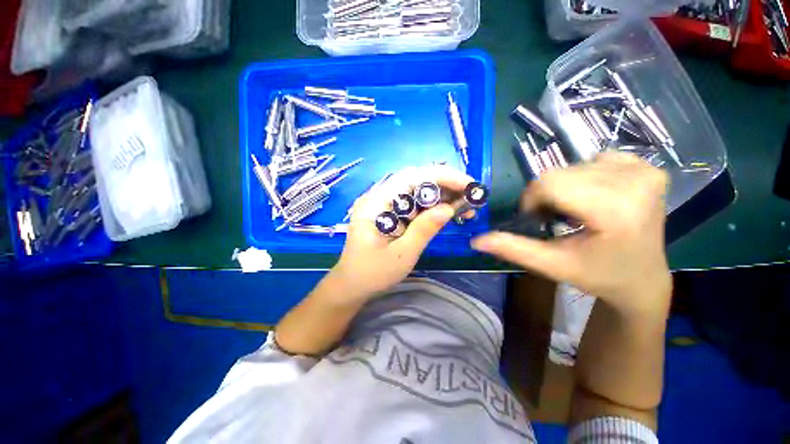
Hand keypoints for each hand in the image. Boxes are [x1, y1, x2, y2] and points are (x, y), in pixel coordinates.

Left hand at [332, 165, 474, 298]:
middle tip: (470, 196)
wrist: (352, 284)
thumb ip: (424, 230)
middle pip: (415, 179)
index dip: (442, 176)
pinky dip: (431, 205)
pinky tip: (445, 212)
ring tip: (464, 207)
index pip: (411, 177)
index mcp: (376, 202)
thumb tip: (448, 208)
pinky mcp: (389, 212)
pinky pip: (412, 202)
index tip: (468, 185)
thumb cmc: (372, 273)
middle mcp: (378, 196)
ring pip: (416, 190)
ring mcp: (383, 203)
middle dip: (445, 184)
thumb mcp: (402, 254)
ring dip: (441, 195)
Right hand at [472, 152, 671, 316]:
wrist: (642, 278)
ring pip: (572, 165)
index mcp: (615, 210)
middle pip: (559, 173)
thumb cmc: (598, 275)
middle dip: (546, 195)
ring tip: (575, 210)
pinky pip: (596, 160)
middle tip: (556, 219)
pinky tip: (594, 197)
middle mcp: (635, 182)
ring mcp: (645, 171)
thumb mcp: (552, 265)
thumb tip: (476, 241)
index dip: (532, 200)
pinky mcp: (647, 167)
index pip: (549, 183)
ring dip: (563, 187)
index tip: (537, 220)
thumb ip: (513, 249)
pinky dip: (585, 177)